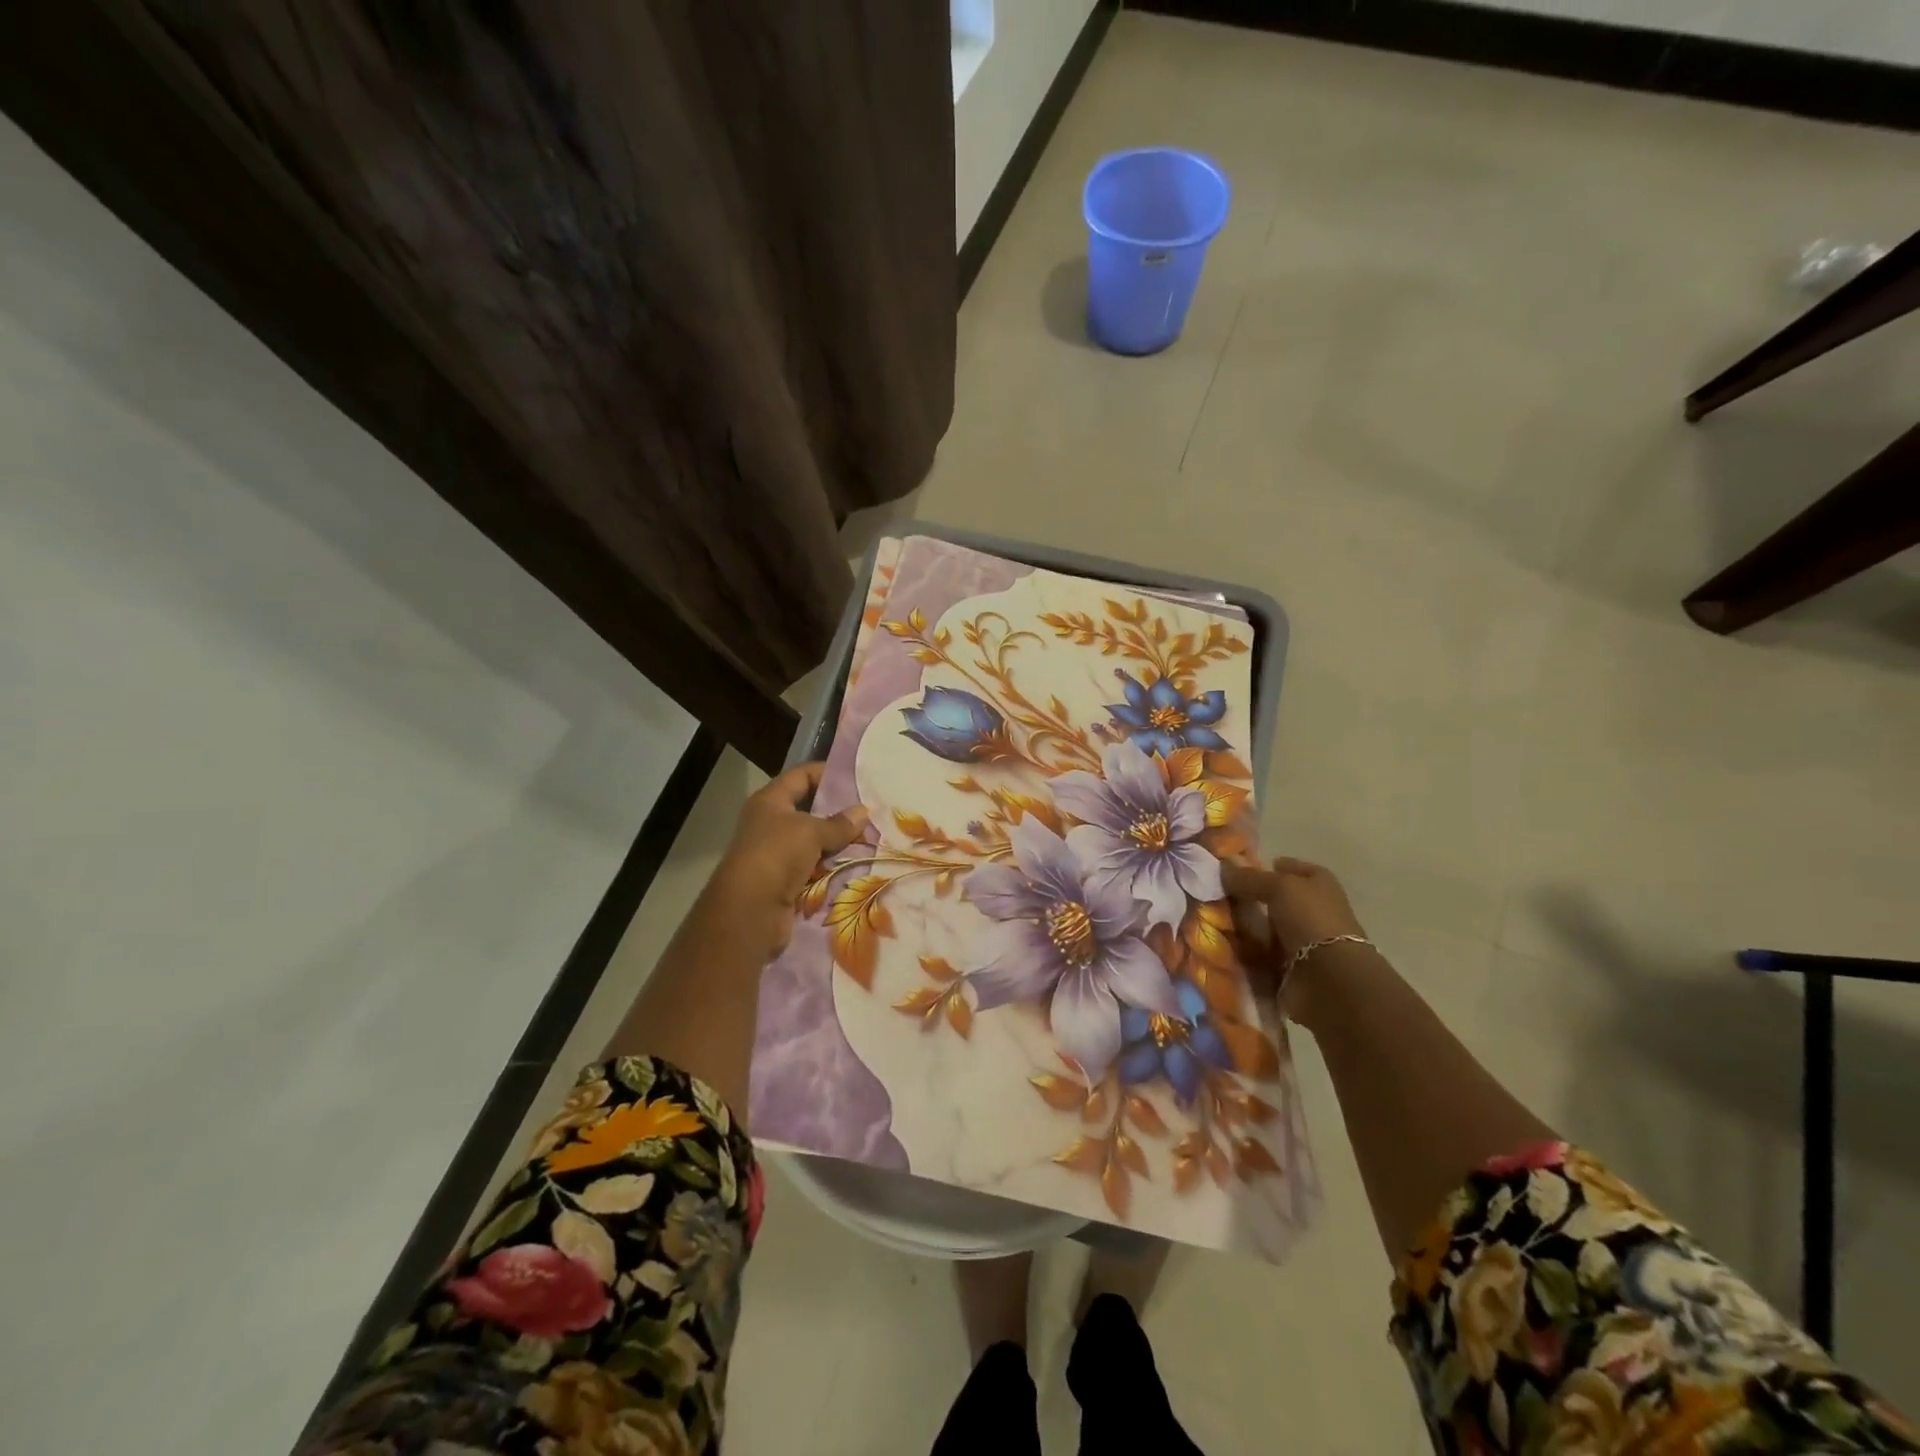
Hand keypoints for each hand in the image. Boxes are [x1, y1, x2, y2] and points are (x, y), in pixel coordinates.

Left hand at [704, 763, 868, 956]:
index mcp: (770, 801)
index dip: (827, 773)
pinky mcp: (785, 882)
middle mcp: (770, 824)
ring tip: (871, 839)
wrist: (750, 910)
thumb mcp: (811, 831)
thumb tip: (863, 812)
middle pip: (809, 810)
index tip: (858, 778)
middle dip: (839, 812)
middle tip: (871, 812)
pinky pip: (814, 868)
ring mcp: (776, 854)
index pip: (801, 775)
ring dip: (839, 843)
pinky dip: (832, 868)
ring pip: (814, 842)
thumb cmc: (776, 855)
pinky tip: (857, 866)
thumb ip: (839, 823)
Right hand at [1221, 857, 1367, 1024]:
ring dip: (1244, 929)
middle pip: (1275, 901)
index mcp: (1319, 885)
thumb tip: (1224, 867)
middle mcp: (1313, 911)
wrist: (1330, 979)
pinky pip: (1260, 956)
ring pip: (1265, 929)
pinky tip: (1224, 947)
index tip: (1236, 871)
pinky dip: (1245, 954)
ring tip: (1213, 922)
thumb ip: (1250, 877)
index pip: (1291, 869)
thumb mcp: (1279, 887)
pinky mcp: (1291, 969)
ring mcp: (1303, 942)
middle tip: (1217, 897)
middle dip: (1248, 900)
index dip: (1267, 867)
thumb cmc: (1310, 920)